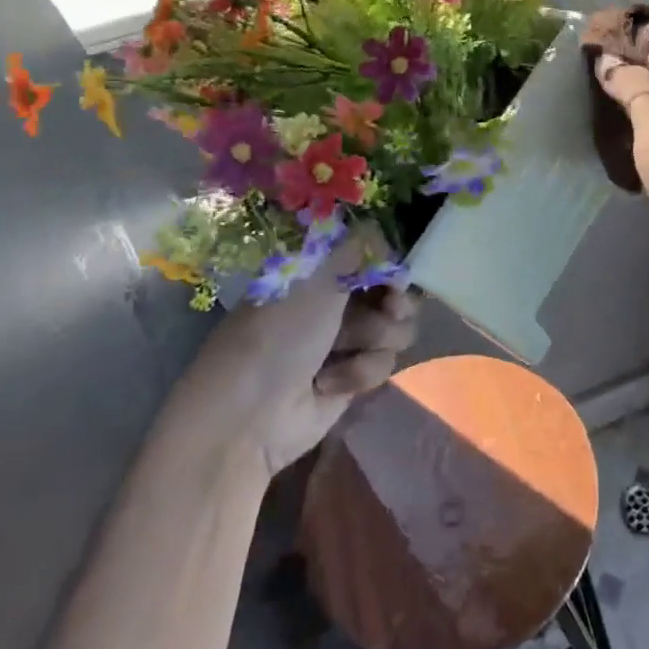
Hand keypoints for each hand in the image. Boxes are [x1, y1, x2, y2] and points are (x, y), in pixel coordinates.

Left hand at [169, 243, 419, 479]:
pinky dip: (360, 371)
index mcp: (319, 271)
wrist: (251, 415)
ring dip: (376, 338)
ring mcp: (346, 340)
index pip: (372, 254)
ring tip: (346, 348)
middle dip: (396, 301)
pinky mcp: (354, 376)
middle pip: (393, 291)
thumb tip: (384, 233)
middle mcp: (335, 300)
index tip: (396, 273)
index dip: (390, 263)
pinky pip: (384, 362)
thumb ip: (357, 247)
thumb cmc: (279, 335)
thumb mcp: (315, 277)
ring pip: (395, 328)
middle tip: (391, 308)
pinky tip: (330, 383)